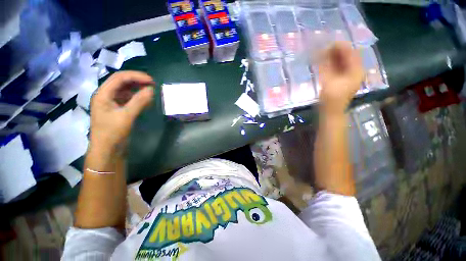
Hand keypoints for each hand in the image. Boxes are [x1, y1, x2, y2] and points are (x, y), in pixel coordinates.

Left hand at [90, 71, 154, 152]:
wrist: (107, 150)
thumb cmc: (112, 133)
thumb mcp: (126, 116)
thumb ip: (139, 101)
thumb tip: (152, 89)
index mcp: (103, 94)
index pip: (119, 78)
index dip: (136, 76)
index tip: (152, 81)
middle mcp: (106, 95)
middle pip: (122, 82)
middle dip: (137, 81)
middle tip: (153, 85)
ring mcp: (112, 103)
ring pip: (126, 90)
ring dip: (138, 89)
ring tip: (151, 92)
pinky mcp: (118, 110)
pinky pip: (129, 99)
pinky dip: (138, 98)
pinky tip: (146, 101)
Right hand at [318, 41, 363, 114]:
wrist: (331, 111)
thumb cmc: (331, 97)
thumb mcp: (328, 80)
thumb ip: (325, 65)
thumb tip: (321, 51)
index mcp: (356, 70)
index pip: (351, 52)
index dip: (341, 46)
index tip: (329, 42)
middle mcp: (356, 71)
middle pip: (348, 56)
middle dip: (337, 51)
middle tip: (324, 48)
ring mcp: (350, 76)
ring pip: (344, 61)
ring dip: (334, 57)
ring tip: (323, 53)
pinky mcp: (344, 80)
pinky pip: (340, 67)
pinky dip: (333, 63)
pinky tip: (325, 62)